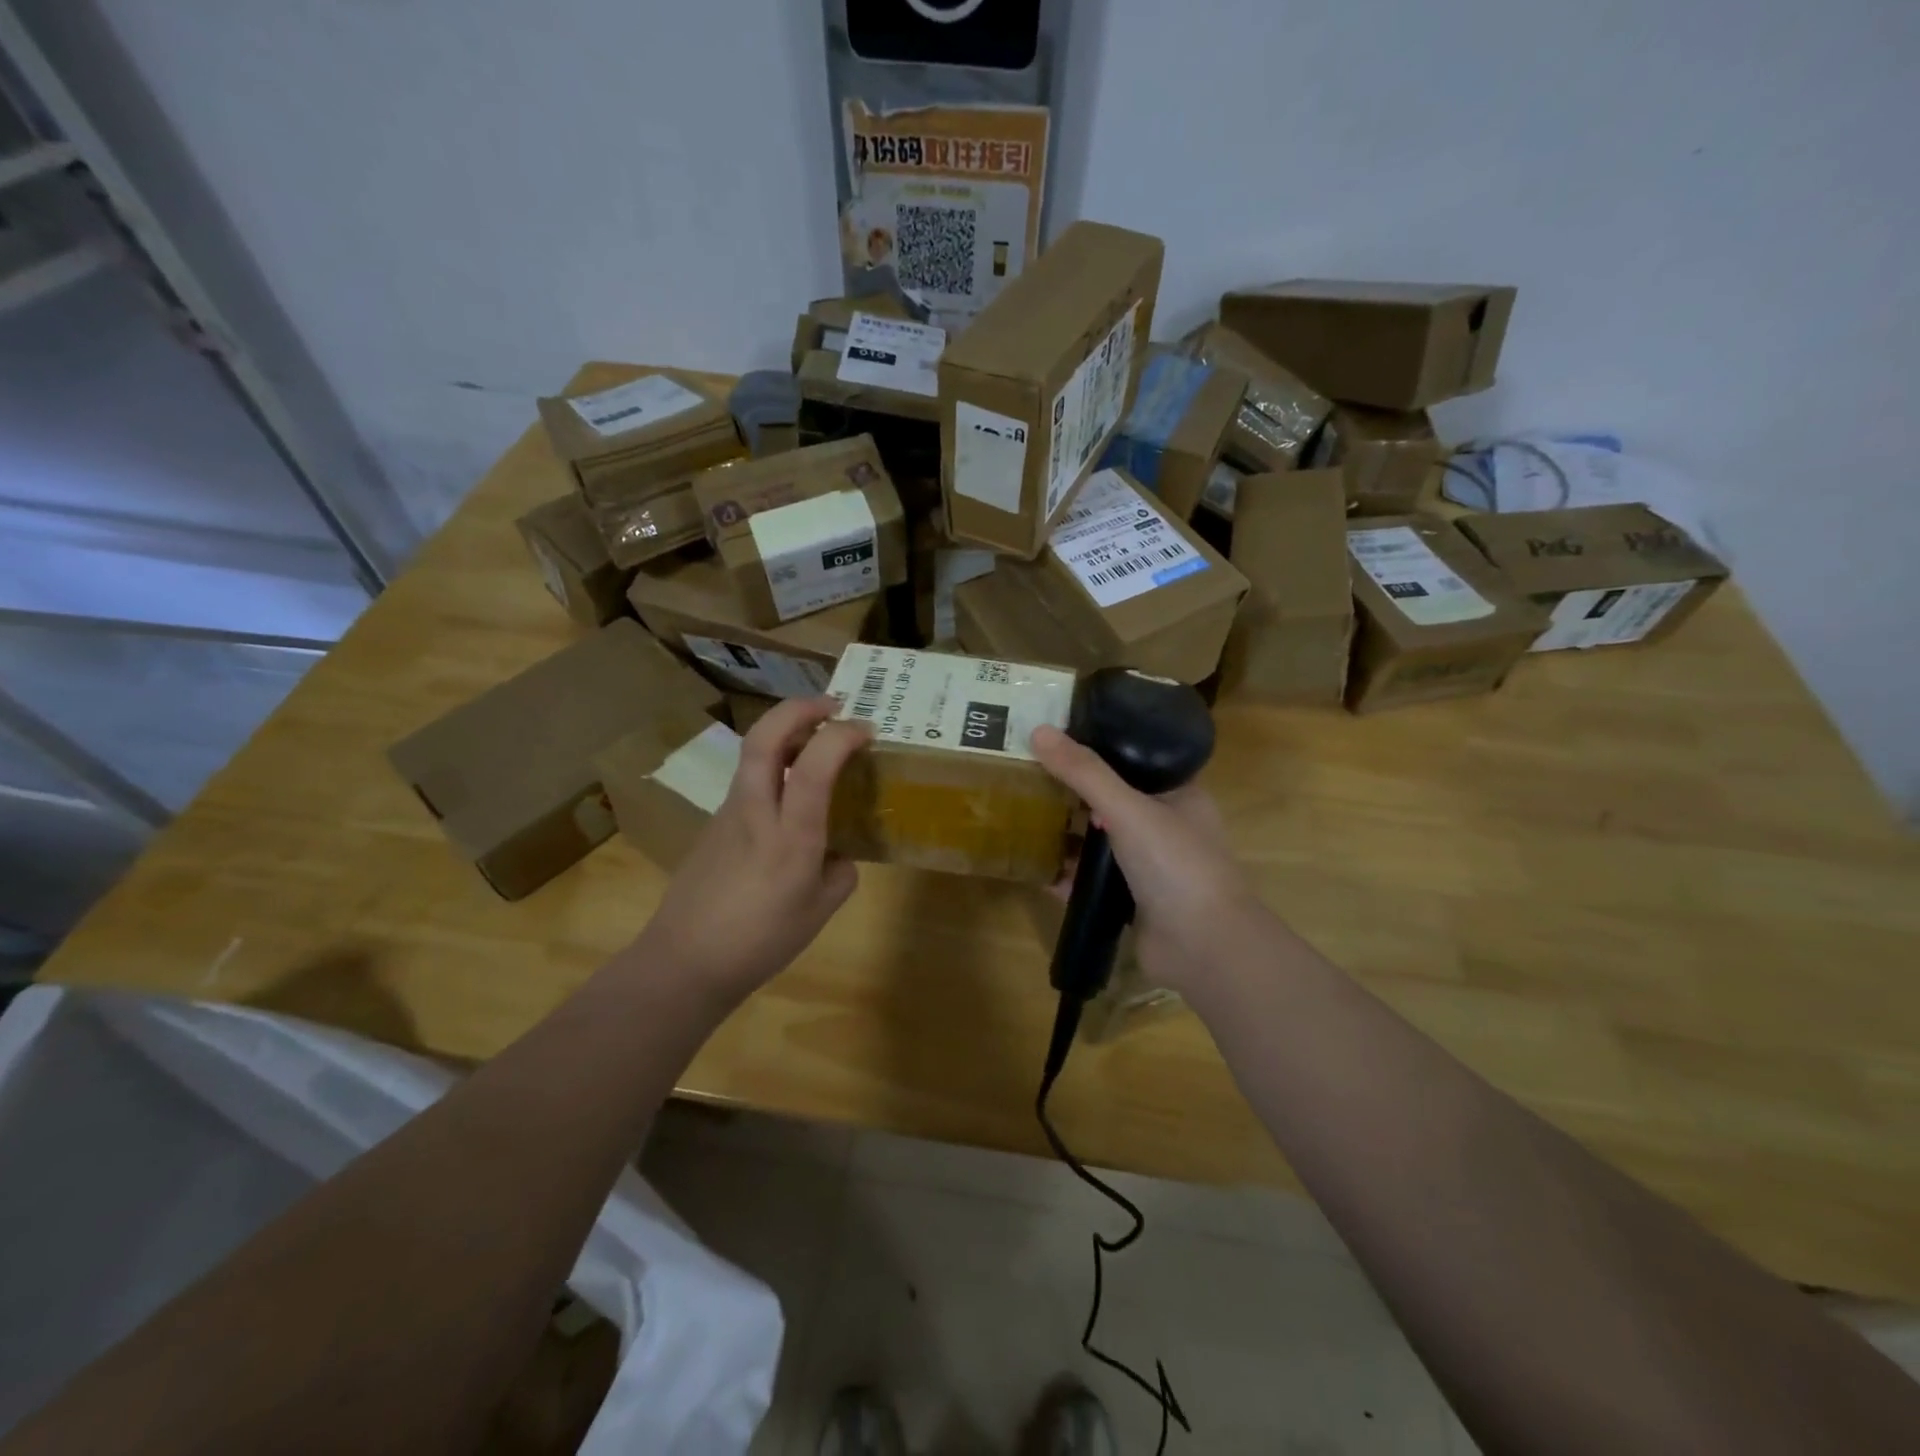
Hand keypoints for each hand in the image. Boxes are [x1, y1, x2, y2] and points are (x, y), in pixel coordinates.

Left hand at [640, 697, 869, 1002]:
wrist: (684, 961)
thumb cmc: (760, 941)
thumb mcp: (819, 911)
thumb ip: (839, 873)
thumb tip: (836, 854)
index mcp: (790, 836)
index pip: (815, 765)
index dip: (842, 736)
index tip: (866, 730)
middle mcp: (756, 811)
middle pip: (765, 736)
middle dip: (800, 708)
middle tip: (832, 706)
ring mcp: (729, 813)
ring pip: (753, 752)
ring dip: (785, 732)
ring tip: (816, 743)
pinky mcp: (714, 823)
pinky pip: (749, 780)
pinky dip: (774, 767)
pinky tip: (790, 795)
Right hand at [1030, 723, 1265, 994]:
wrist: (1203, 948)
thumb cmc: (1175, 865)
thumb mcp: (1128, 809)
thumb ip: (1084, 773)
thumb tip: (1039, 730)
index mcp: (1179, 795)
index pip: (1135, 759)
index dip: (1099, 747)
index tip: (1057, 738)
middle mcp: (1166, 826)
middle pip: (1112, 800)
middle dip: (1074, 793)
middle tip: (1029, 775)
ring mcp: (1149, 866)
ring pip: (1101, 842)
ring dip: (1069, 835)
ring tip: (1025, 817)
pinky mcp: (1132, 901)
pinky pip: (1093, 880)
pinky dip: (1068, 876)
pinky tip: (1036, 870)